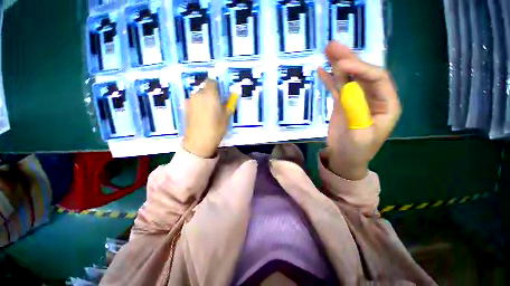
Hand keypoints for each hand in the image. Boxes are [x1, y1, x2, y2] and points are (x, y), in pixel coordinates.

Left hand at [183, 80, 232, 157]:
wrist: (198, 142)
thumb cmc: (216, 129)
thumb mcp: (226, 117)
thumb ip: (228, 103)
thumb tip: (231, 95)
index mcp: (210, 95)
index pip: (212, 82)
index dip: (217, 86)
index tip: (221, 94)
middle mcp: (198, 95)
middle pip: (205, 88)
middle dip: (211, 94)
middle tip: (217, 105)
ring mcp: (190, 101)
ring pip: (199, 95)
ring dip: (205, 99)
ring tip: (210, 112)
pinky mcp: (185, 108)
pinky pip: (194, 102)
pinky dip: (199, 105)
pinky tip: (202, 115)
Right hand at [318, 41, 400, 179]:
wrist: (345, 159)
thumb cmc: (356, 151)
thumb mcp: (359, 134)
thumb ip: (356, 110)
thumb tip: (346, 87)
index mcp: (387, 104)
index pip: (376, 78)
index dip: (360, 69)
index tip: (340, 65)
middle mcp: (374, 97)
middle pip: (362, 73)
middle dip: (348, 59)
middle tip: (332, 45)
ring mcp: (356, 99)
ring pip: (348, 78)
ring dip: (338, 65)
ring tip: (327, 51)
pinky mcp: (343, 104)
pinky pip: (337, 88)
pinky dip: (330, 79)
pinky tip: (322, 70)